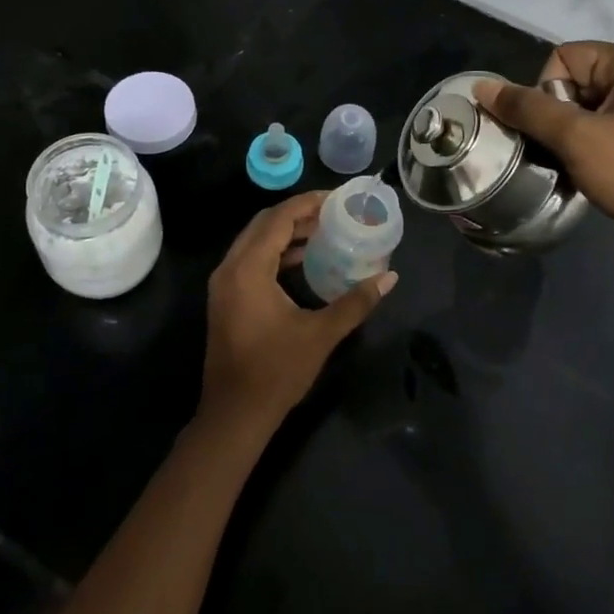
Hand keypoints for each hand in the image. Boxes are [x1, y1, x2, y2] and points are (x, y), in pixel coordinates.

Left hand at [199, 191, 395, 441]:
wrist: (234, 414)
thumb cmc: (276, 372)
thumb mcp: (321, 334)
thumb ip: (356, 302)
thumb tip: (390, 277)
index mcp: (248, 269)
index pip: (278, 219)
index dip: (307, 204)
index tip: (337, 198)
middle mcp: (230, 268)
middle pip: (263, 224)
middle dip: (297, 214)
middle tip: (333, 213)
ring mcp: (224, 284)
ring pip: (255, 241)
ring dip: (285, 232)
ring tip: (323, 231)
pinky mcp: (225, 298)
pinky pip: (250, 259)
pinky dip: (275, 252)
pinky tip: (303, 260)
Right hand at [477, 43, 613, 287]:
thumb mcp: (576, 138)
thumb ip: (527, 108)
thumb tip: (482, 88)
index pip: (564, 57)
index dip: (547, 91)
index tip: (558, 130)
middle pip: (574, 82)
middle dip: (557, 117)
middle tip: (563, 151)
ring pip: (586, 108)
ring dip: (569, 136)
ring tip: (573, 165)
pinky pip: (605, 128)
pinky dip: (588, 147)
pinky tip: (590, 172)